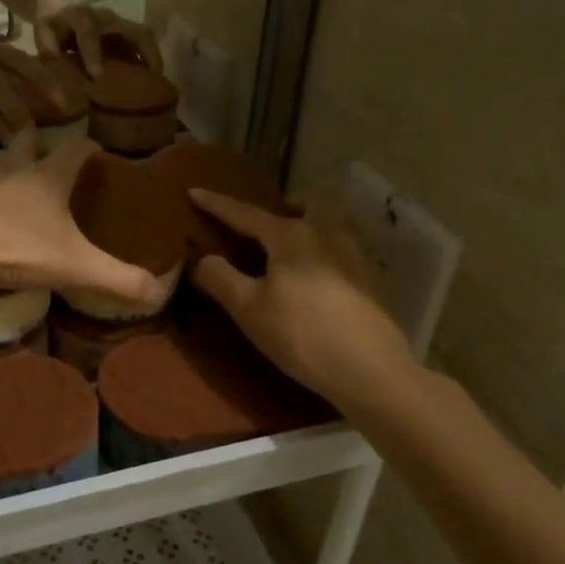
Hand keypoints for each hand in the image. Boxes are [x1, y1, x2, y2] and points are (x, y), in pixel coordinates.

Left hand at [0, 136, 166, 306]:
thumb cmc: (14, 246)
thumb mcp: (74, 266)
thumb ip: (117, 278)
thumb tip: (160, 291)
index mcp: (48, 176)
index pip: (76, 149)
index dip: (90, 149)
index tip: (97, 153)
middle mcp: (13, 168)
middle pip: (28, 142)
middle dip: (39, 142)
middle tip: (47, 153)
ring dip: (4, 160)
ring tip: (10, 171)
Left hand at [34, 4, 162, 78]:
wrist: (61, 5)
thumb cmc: (53, 25)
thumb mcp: (43, 32)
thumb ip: (47, 45)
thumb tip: (54, 60)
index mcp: (80, 17)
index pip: (89, 33)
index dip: (93, 53)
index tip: (97, 76)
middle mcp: (105, 17)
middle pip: (133, 30)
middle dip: (145, 54)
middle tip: (152, 80)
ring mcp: (119, 22)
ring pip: (144, 35)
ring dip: (153, 56)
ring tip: (157, 80)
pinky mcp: (125, 29)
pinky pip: (143, 41)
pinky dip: (149, 57)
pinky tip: (151, 76)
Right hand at [187, 190, 417, 413]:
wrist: (370, 371)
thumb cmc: (301, 334)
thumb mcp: (248, 309)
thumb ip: (220, 278)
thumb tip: (203, 258)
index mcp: (290, 235)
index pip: (245, 213)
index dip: (216, 204)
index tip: (194, 191)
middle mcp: (324, 233)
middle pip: (303, 205)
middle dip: (282, 205)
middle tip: (264, 225)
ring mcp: (352, 255)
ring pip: (327, 224)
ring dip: (307, 226)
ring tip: (289, 251)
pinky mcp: (369, 280)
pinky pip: (339, 249)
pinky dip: (321, 252)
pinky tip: (314, 279)